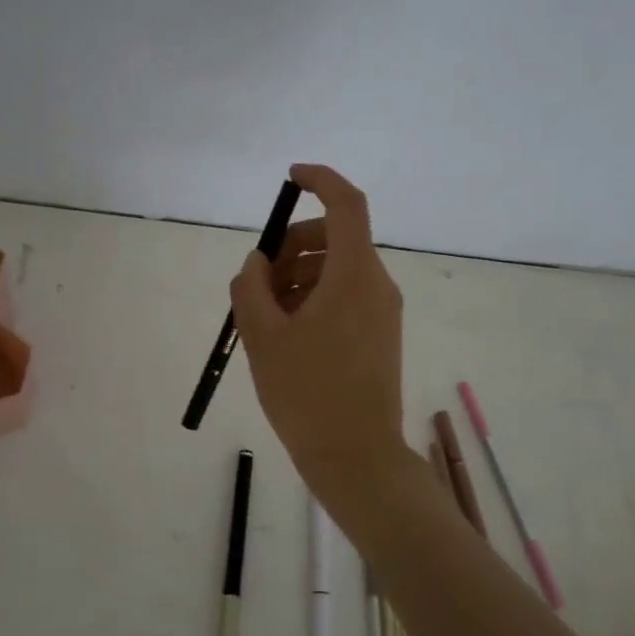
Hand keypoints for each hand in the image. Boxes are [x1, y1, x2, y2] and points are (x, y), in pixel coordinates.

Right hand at [230, 164, 408, 487]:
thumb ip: (251, 287)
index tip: (289, 178)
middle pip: (337, 236)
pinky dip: (315, 296)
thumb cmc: (306, 393)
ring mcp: (383, 311)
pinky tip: (287, 331)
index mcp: (354, 274)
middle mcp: (377, 284)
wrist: (356, 456)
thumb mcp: (263, 336)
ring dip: (300, 273)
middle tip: (258, 279)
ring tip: (266, 313)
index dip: (320, 180)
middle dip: (293, 244)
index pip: (346, 203)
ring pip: (338, 268)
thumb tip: (258, 262)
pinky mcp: (381, 334)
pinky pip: (346, 295)